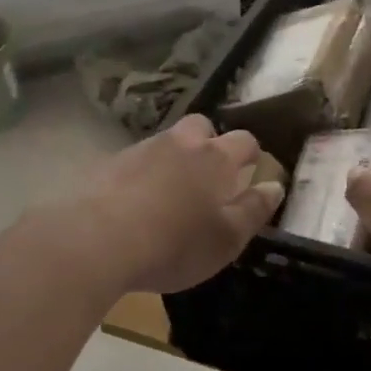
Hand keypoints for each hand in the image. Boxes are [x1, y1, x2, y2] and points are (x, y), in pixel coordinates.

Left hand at [53, 115, 282, 295]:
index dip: (252, 154)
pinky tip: (139, 203)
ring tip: (173, 193)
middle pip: (201, 126)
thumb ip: (254, 210)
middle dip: (210, 142)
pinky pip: (136, 161)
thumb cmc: (174, 244)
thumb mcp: (227, 239)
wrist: (95, 241)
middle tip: (211, 175)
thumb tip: (274, 185)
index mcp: (216, 159)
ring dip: (175, 159)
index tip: (253, 171)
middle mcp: (180, 144)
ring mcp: (141, 150)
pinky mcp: (108, 165)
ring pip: (167, 143)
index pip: (244, 140)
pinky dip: (144, 175)